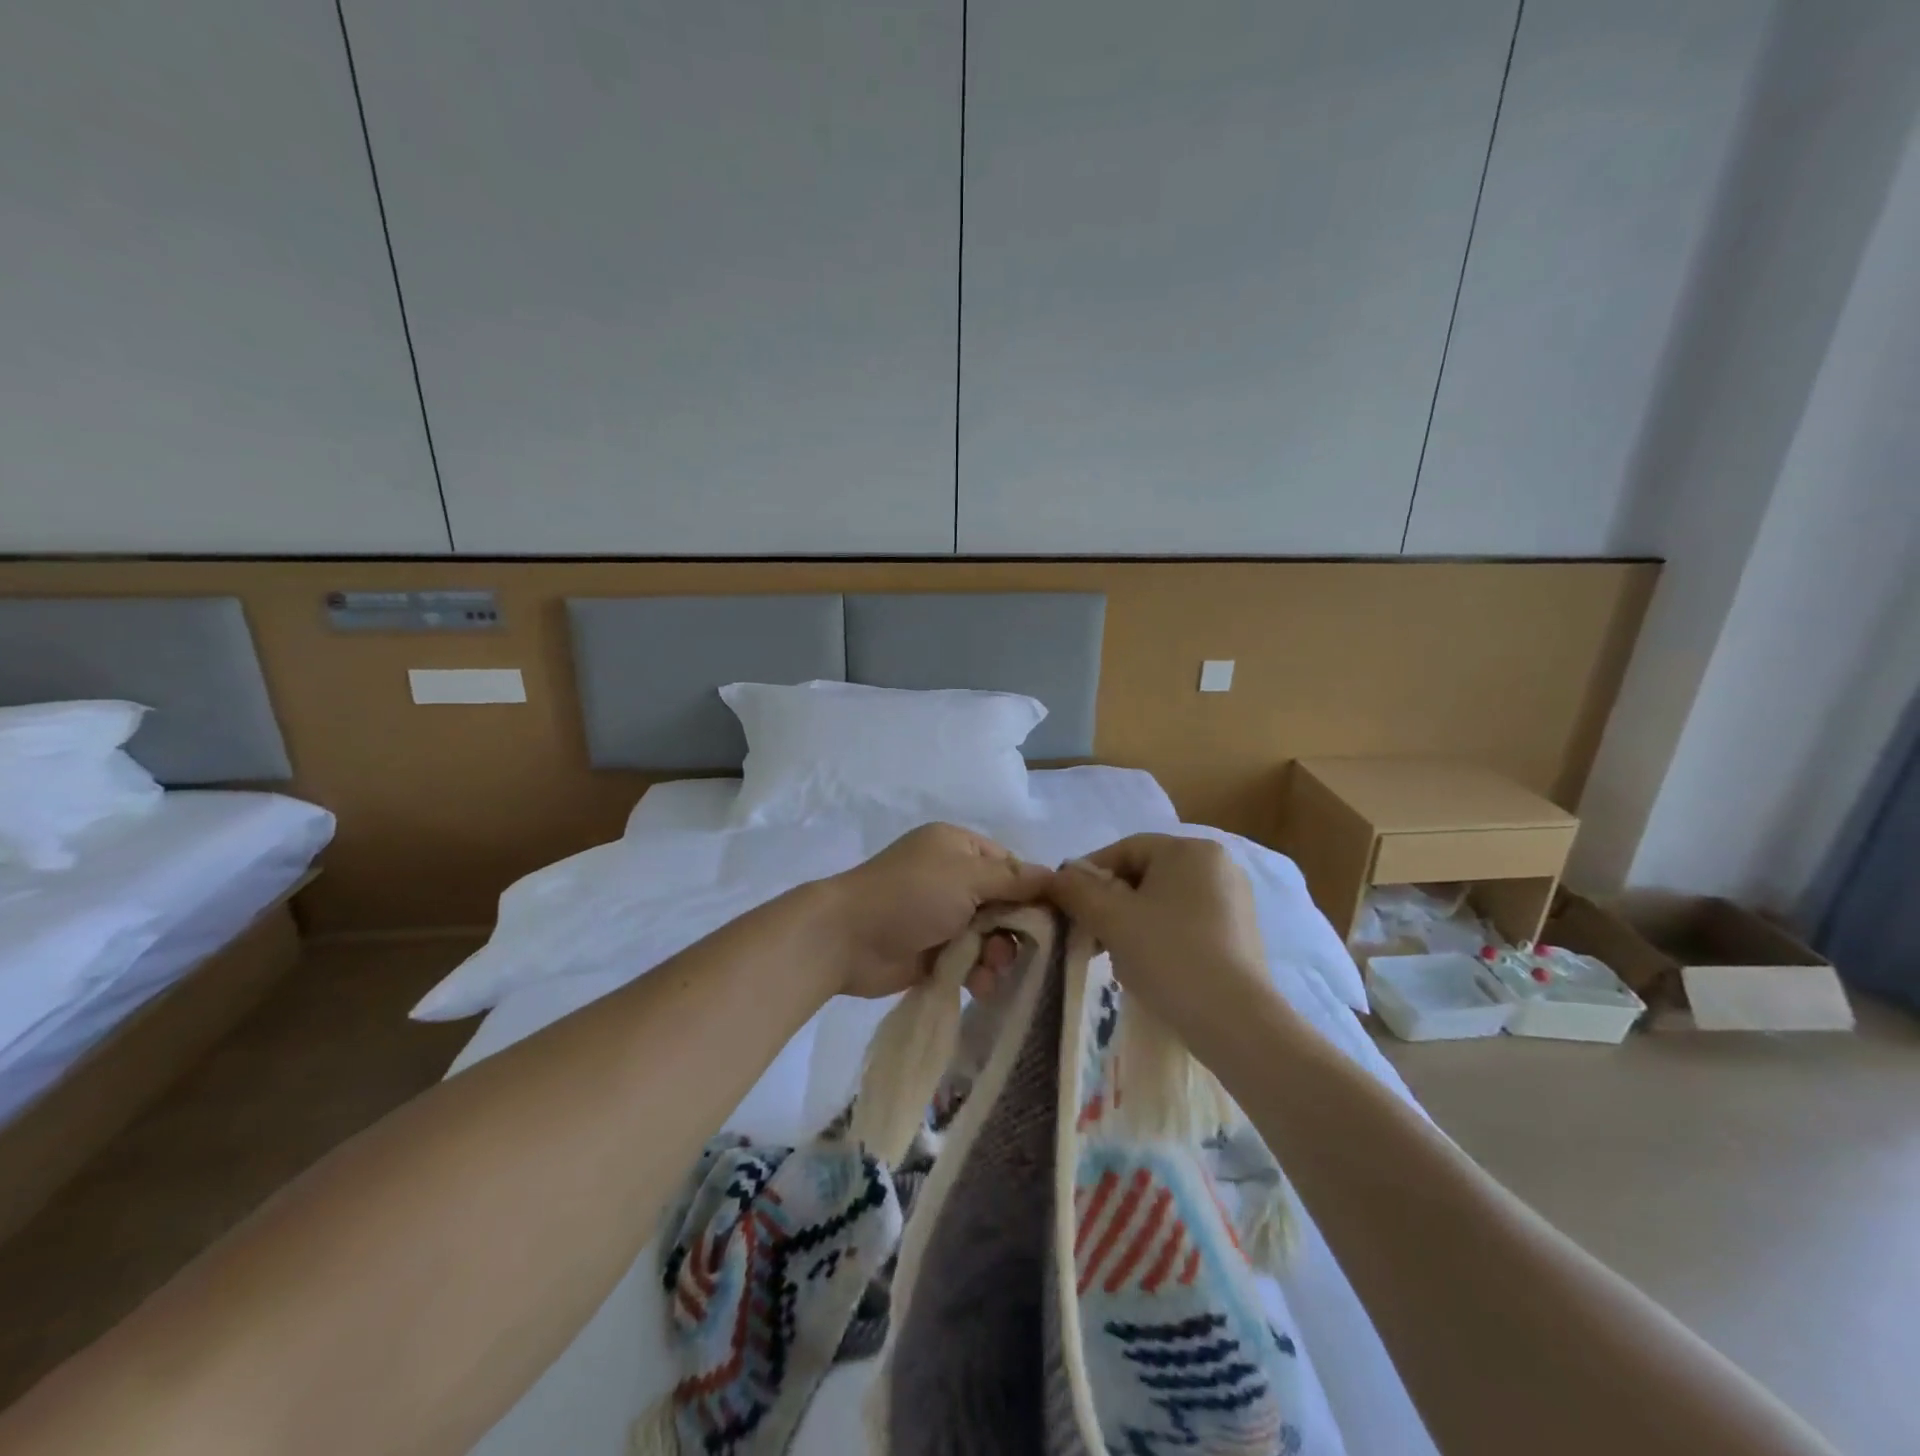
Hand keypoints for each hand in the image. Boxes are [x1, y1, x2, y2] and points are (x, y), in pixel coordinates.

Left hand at [821, 823, 1051, 998]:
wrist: (847, 938)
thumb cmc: (910, 895)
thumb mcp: (967, 877)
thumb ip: (1015, 880)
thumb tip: (1058, 877)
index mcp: (958, 847)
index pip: (1011, 866)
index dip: (1032, 892)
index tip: (1053, 919)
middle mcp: (952, 878)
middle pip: (1004, 904)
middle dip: (1014, 929)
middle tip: (1013, 949)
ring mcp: (942, 916)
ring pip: (990, 936)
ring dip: (997, 954)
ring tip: (989, 968)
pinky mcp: (934, 952)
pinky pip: (971, 961)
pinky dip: (978, 972)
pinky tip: (978, 985)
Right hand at [1047, 833, 1280, 1053]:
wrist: (1236, 1022)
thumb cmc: (1170, 955)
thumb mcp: (1111, 919)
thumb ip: (1077, 891)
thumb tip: (1056, 877)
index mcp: (1190, 850)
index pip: (1125, 849)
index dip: (1089, 875)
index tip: (1067, 905)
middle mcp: (1218, 865)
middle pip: (1145, 875)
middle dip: (1111, 903)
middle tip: (1088, 935)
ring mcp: (1234, 901)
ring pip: (1164, 902)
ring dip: (1132, 923)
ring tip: (1116, 957)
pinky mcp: (1240, 935)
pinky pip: (1186, 924)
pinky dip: (1161, 938)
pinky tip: (1150, 968)